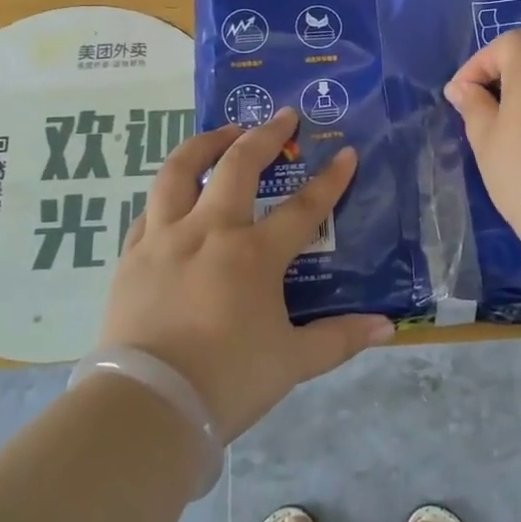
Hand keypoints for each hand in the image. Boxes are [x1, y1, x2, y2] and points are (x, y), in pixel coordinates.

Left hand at [95, 108, 391, 439]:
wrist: (147, 406)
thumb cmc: (228, 380)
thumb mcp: (292, 362)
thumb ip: (339, 338)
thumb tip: (387, 328)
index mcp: (254, 254)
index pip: (303, 207)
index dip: (329, 180)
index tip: (346, 153)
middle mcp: (210, 231)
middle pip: (238, 166)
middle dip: (264, 134)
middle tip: (282, 115)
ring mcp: (165, 238)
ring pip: (179, 171)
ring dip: (204, 144)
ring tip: (222, 132)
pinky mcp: (133, 255)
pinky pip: (149, 209)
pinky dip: (167, 193)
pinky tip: (174, 194)